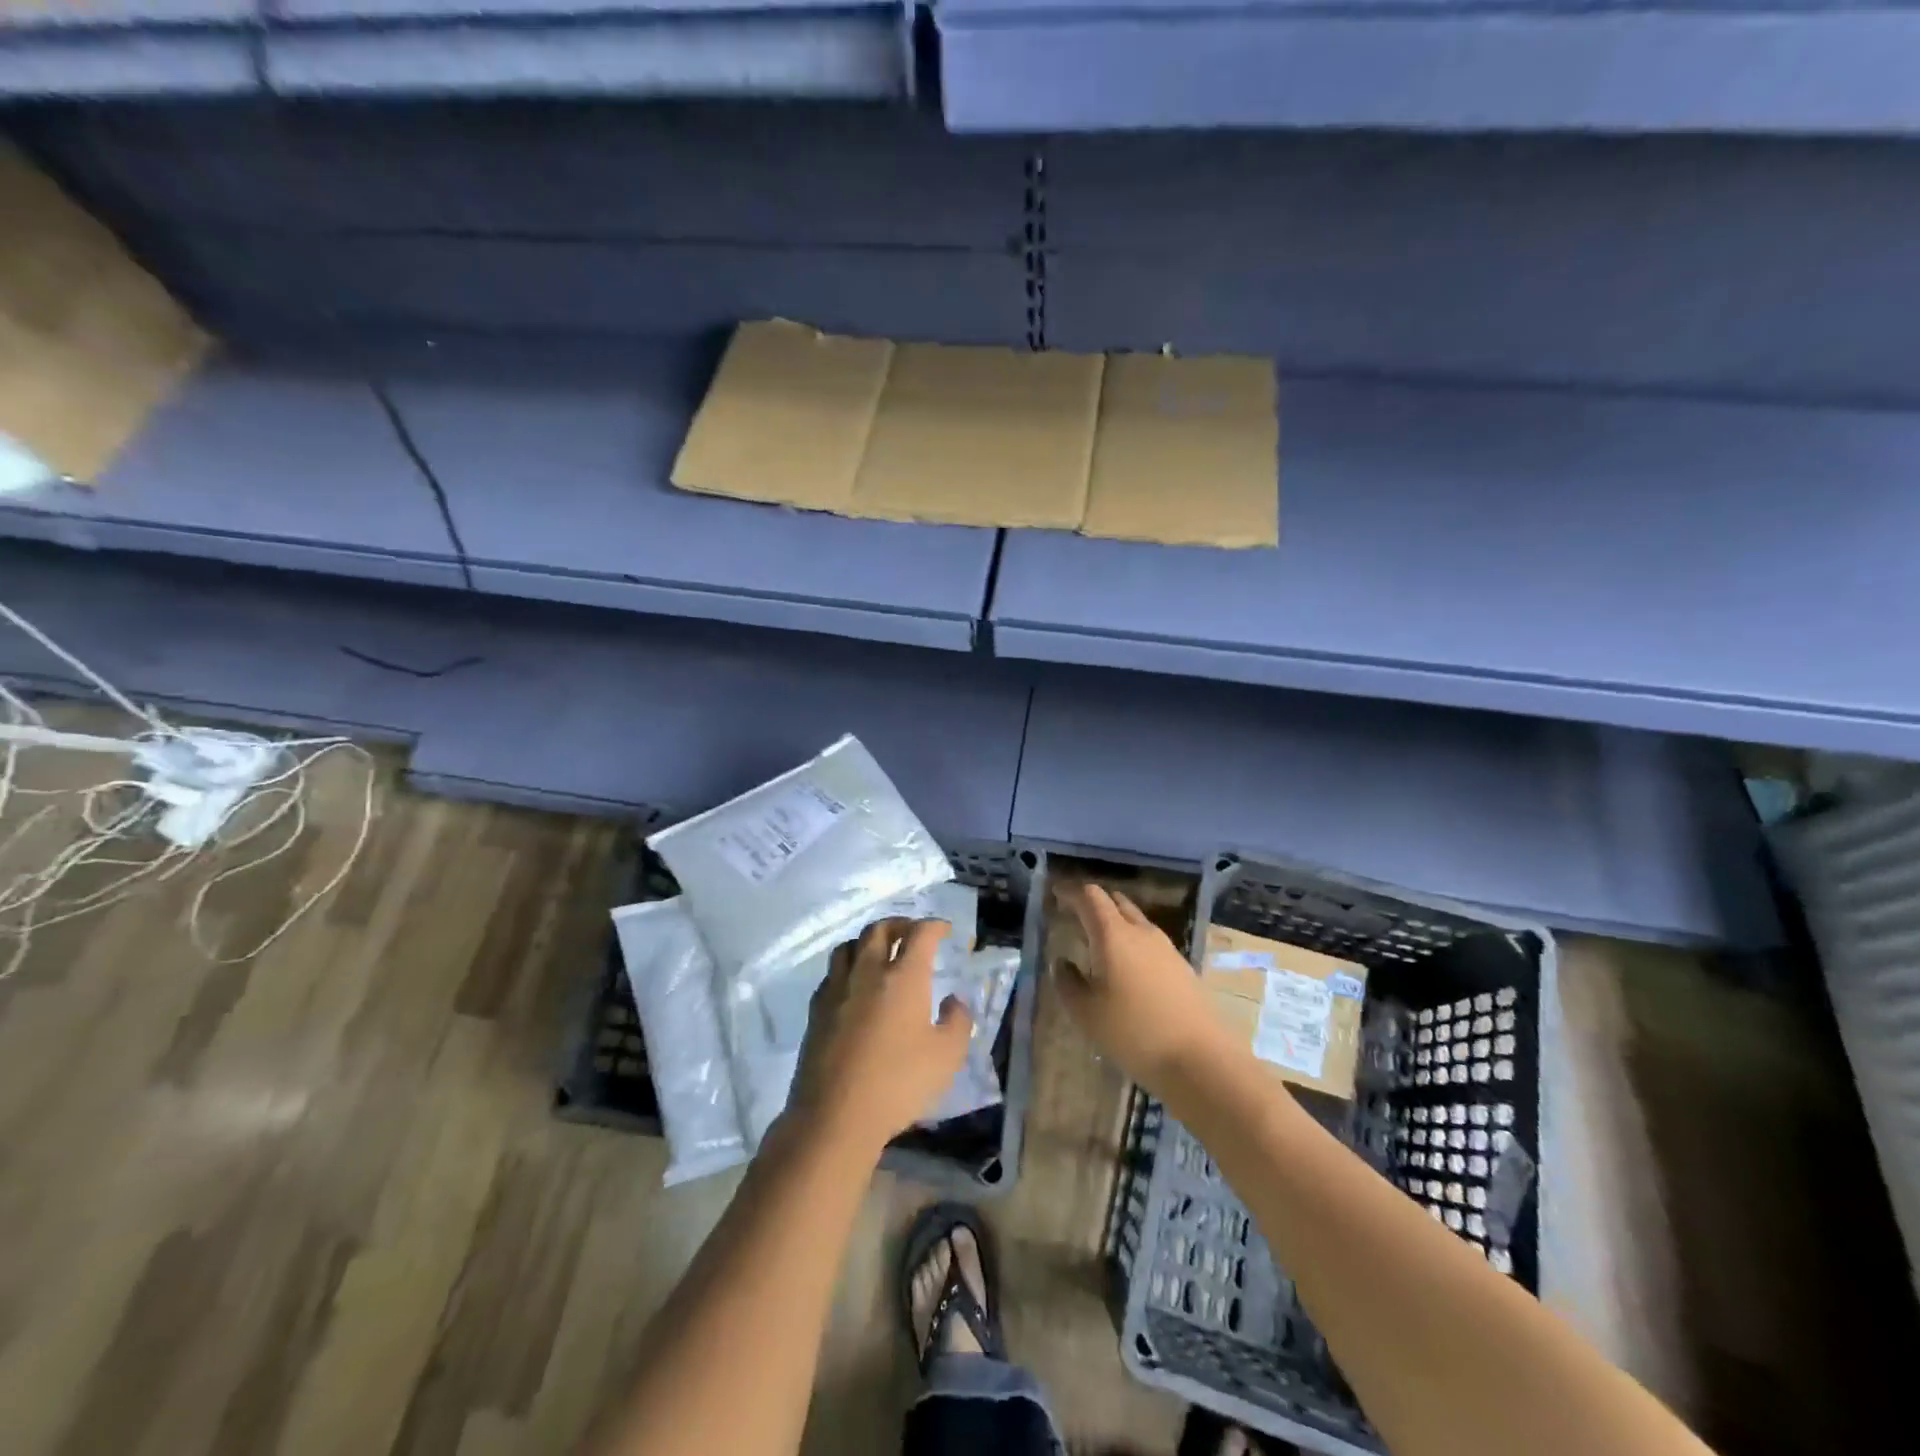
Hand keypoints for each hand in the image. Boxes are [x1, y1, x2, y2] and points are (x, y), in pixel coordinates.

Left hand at [786, 918, 973, 1156]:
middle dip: (899, 924)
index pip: (920, 933)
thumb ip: (958, 1021)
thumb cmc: (899, 1083)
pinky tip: (854, 987)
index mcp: (903, 977)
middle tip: (912, 933)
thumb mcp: (947, 1056)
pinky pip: (832, 974)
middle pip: (879, 929)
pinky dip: (847, 969)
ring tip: (880, 954)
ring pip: (849, 946)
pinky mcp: (816, 1010)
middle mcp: (868, 972)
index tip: (945, 930)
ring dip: (868, 941)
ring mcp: (837, 989)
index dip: (935, 925)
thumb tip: (954, 1000)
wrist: (835, 1115)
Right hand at [1053, 882, 1232, 1093]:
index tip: (1055, 894)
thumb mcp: (1087, 1012)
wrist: (1200, 1059)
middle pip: (1116, 902)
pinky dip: (1132, 941)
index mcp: (1113, 934)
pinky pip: (1149, 941)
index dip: (1071, 892)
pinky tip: (1126, 967)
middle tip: (1074, 915)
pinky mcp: (1182, 966)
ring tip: (1098, 941)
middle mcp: (1141, 932)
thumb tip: (1062, 962)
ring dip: (1115, 922)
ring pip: (1136, 921)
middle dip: (1094, 903)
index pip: (1090, 897)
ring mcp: (1166, 948)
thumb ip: (1067, 982)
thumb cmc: (1133, 1032)